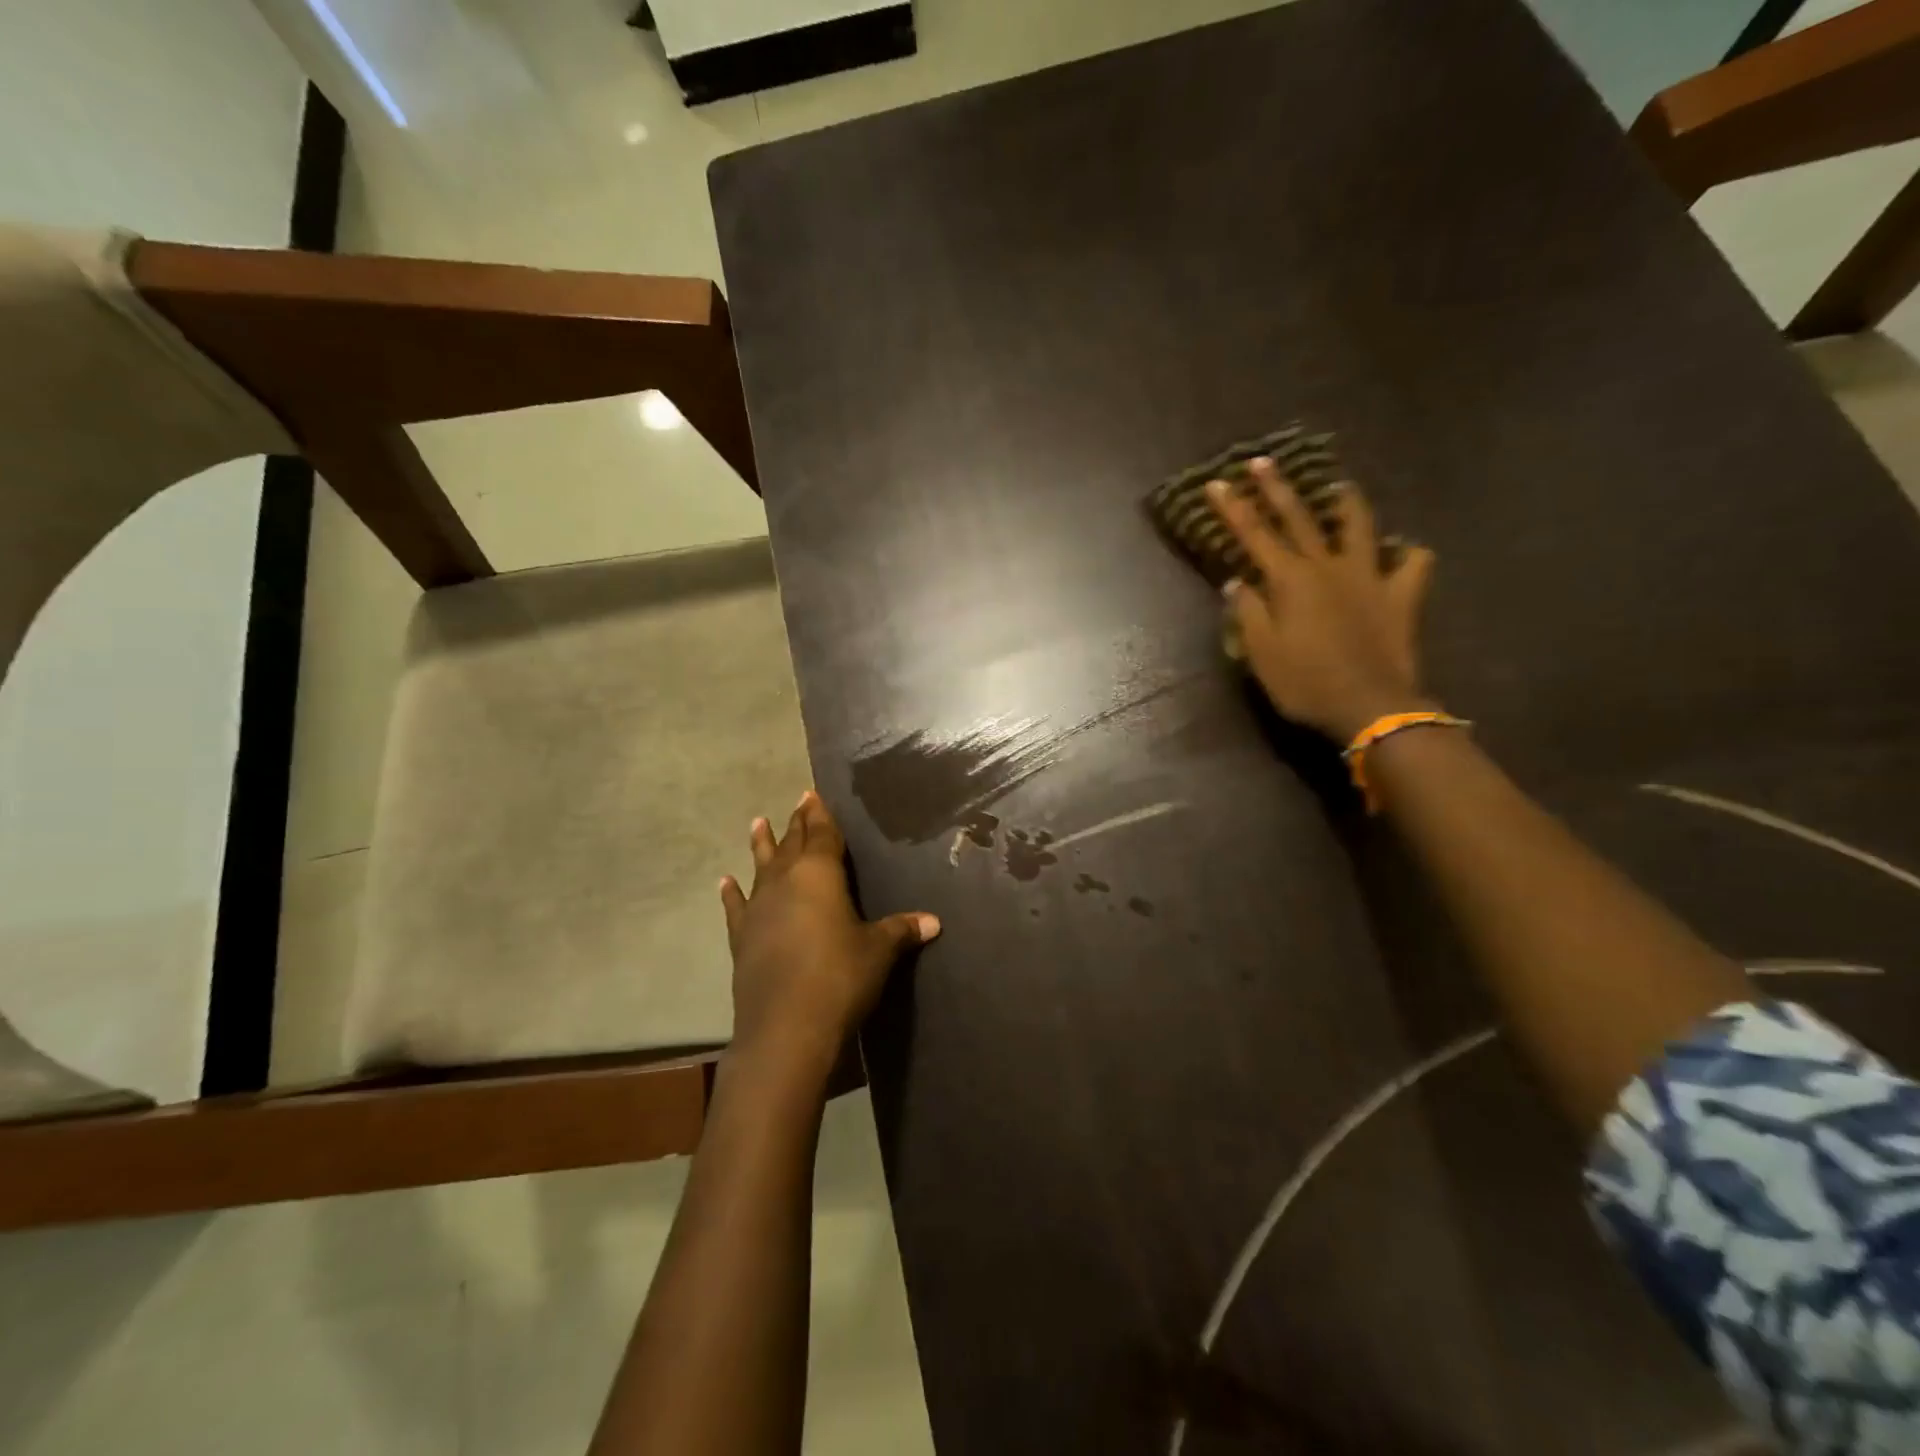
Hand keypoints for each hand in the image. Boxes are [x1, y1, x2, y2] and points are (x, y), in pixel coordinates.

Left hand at [719, 791, 939, 1073]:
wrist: (786, 1027)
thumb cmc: (840, 977)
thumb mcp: (878, 951)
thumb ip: (901, 930)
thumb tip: (933, 921)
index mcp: (819, 874)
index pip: (822, 834)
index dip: (820, 815)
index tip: (813, 794)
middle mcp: (785, 882)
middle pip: (792, 844)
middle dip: (797, 823)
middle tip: (798, 801)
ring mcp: (759, 909)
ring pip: (761, 867)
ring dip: (761, 845)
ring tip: (757, 822)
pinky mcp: (742, 938)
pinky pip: (736, 907)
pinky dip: (731, 894)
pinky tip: (724, 882)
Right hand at [1206, 459, 1436, 742]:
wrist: (1370, 706)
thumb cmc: (1305, 683)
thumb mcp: (1261, 653)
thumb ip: (1247, 613)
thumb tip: (1237, 582)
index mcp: (1290, 580)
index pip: (1253, 535)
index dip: (1233, 508)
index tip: (1217, 482)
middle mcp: (1328, 567)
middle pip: (1299, 518)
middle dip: (1277, 488)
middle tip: (1263, 461)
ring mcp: (1369, 577)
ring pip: (1359, 526)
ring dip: (1346, 503)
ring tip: (1339, 488)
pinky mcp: (1400, 595)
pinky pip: (1412, 564)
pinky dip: (1405, 554)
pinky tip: (1400, 553)